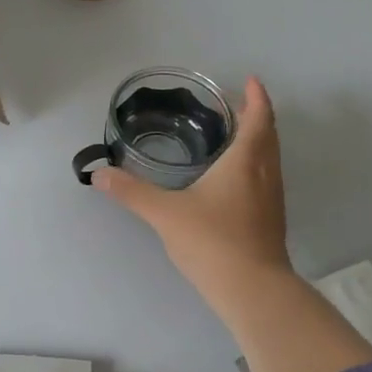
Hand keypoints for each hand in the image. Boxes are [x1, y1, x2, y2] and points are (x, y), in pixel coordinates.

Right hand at [92, 76, 291, 303]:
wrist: (253, 291)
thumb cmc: (213, 241)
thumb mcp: (165, 214)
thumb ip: (131, 192)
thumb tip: (98, 175)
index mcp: (245, 161)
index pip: (259, 118)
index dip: (258, 97)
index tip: (253, 80)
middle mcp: (265, 174)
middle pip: (269, 135)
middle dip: (257, 115)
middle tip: (238, 103)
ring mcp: (272, 198)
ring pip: (270, 158)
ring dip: (259, 140)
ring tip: (235, 134)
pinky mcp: (271, 220)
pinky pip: (267, 177)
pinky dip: (256, 164)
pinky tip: (235, 178)